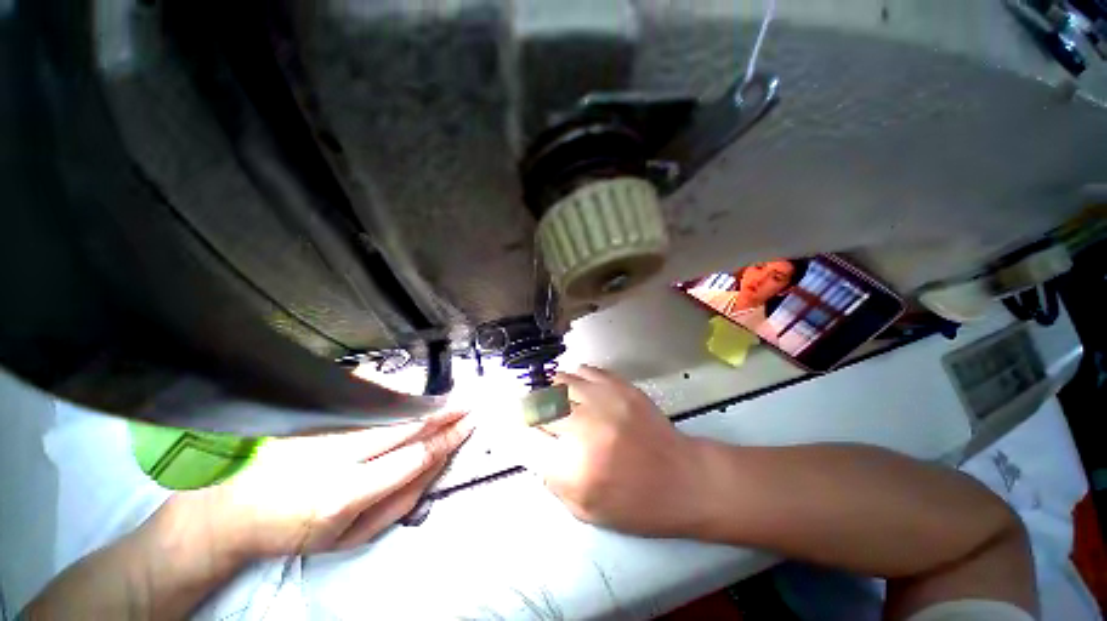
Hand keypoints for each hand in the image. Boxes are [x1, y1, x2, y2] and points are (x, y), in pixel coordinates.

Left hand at [180, 411, 472, 561]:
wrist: (229, 512)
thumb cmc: (296, 532)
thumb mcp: (351, 537)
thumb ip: (400, 502)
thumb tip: (436, 465)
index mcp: (344, 495)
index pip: (413, 457)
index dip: (446, 438)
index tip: (468, 424)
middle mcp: (333, 457)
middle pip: (403, 426)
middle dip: (441, 413)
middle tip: (467, 403)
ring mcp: (318, 431)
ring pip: (384, 407)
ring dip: (421, 400)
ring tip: (446, 397)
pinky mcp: (307, 416)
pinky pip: (358, 395)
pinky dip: (389, 390)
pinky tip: (408, 387)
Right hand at [524, 366, 709, 537]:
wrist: (685, 479)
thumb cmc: (637, 504)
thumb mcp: (586, 509)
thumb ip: (551, 478)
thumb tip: (532, 445)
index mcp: (575, 469)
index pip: (527, 438)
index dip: (516, 428)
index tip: (514, 424)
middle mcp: (585, 429)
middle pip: (539, 404)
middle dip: (528, 406)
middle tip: (528, 407)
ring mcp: (605, 402)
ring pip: (560, 381)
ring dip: (549, 387)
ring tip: (549, 393)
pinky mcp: (622, 387)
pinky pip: (585, 371)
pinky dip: (574, 377)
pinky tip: (575, 386)